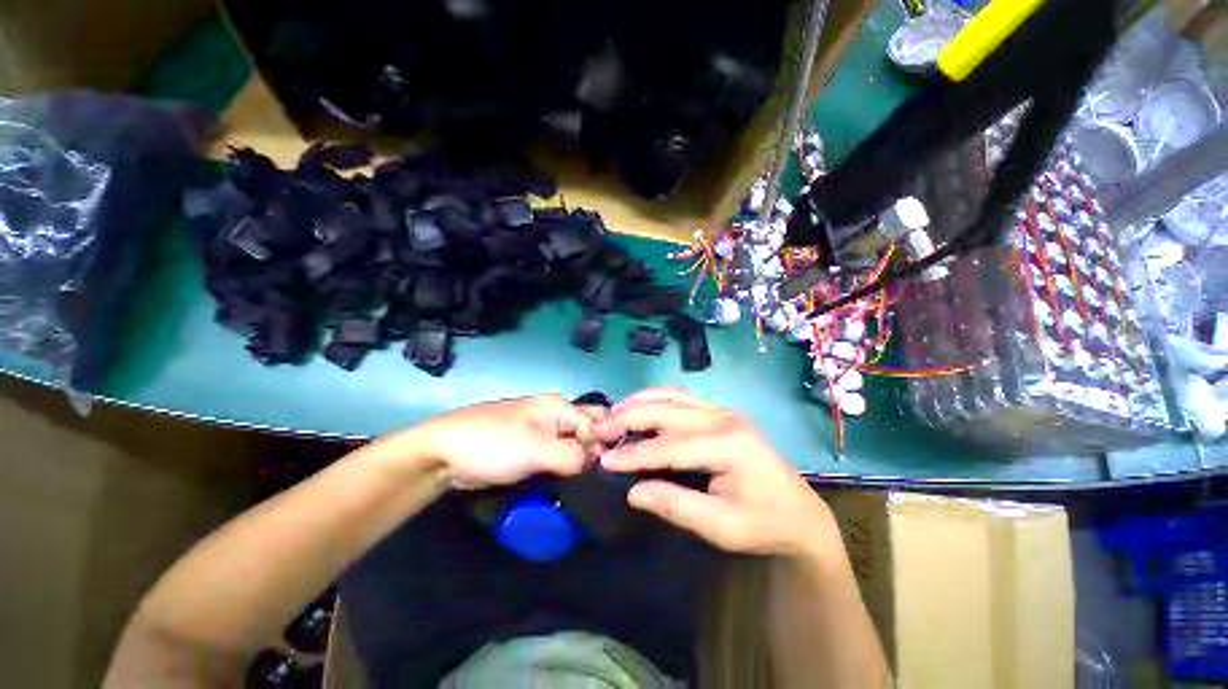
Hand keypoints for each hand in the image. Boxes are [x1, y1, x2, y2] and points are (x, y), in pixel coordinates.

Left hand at [385, 394, 596, 489]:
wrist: (443, 454)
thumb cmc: (493, 444)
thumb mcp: (537, 449)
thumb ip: (573, 455)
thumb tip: (596, 462)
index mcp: (559, 406)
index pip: (598, 422)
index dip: (603, 445)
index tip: (604, 472)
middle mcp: (555, 415)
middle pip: (588, 430)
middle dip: (596, 451)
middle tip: (599, 477)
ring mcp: (542, 431)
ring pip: (573, 445)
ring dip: (580, 462)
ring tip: (586, 486)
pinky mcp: (531, 448)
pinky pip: (557, 455)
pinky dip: (565, 467)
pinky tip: (568, 483)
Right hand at [595, 389, 839, 559]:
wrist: (799, 513)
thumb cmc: (762, 524)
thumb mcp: (720, 526)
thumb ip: (676, 506)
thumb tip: (632, 492)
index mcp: (727, 445)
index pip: (668, 446)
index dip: (633, 453)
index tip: (603, 459)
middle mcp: (722, 418)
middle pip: (666, 411)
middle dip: (629, 418)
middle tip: (600, 430)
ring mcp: (722, 411)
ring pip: (671, 396)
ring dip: (639, 403)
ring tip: (614, 414)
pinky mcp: (719, 413)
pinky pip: (680, 398)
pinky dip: (655, 400)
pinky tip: (640, 408)